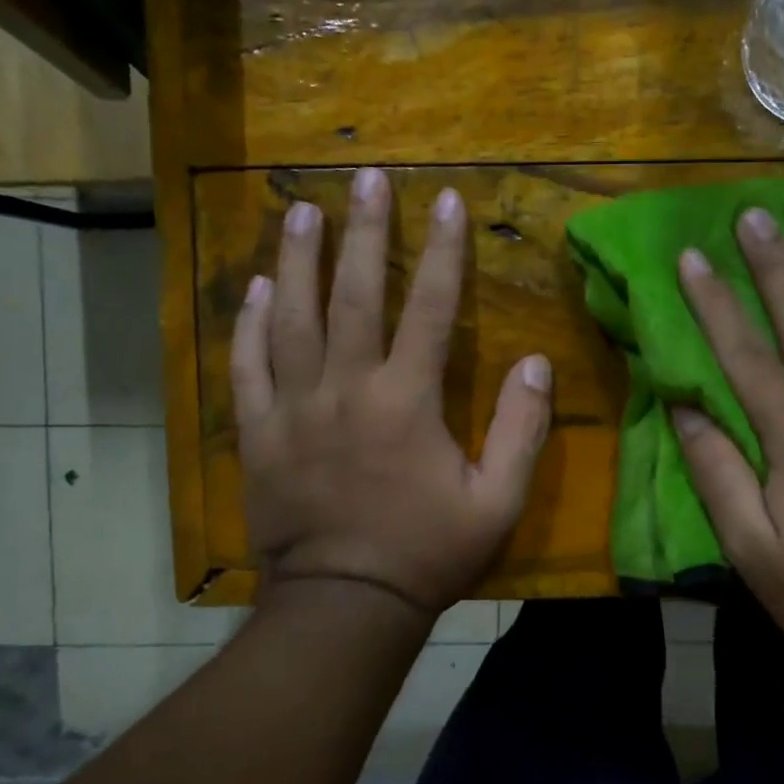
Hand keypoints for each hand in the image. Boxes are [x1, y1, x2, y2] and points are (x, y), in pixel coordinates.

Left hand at [231, 169, 552, 619]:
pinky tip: (256, 289)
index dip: (441, 251)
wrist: (345, 605)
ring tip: (300, 211)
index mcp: (407, 402)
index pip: (429, 308)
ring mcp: (294, 409)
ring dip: (297, 260)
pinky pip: (248, 367)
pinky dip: (250, 324)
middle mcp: (347, 390)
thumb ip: (522, 428)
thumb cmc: (427, 552)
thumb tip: (535, 361)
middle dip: (363, 231)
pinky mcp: (258, 434)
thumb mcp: (497, 501)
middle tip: (363, 178)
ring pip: (293, 319)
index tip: (444, 200)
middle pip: (354, 295)